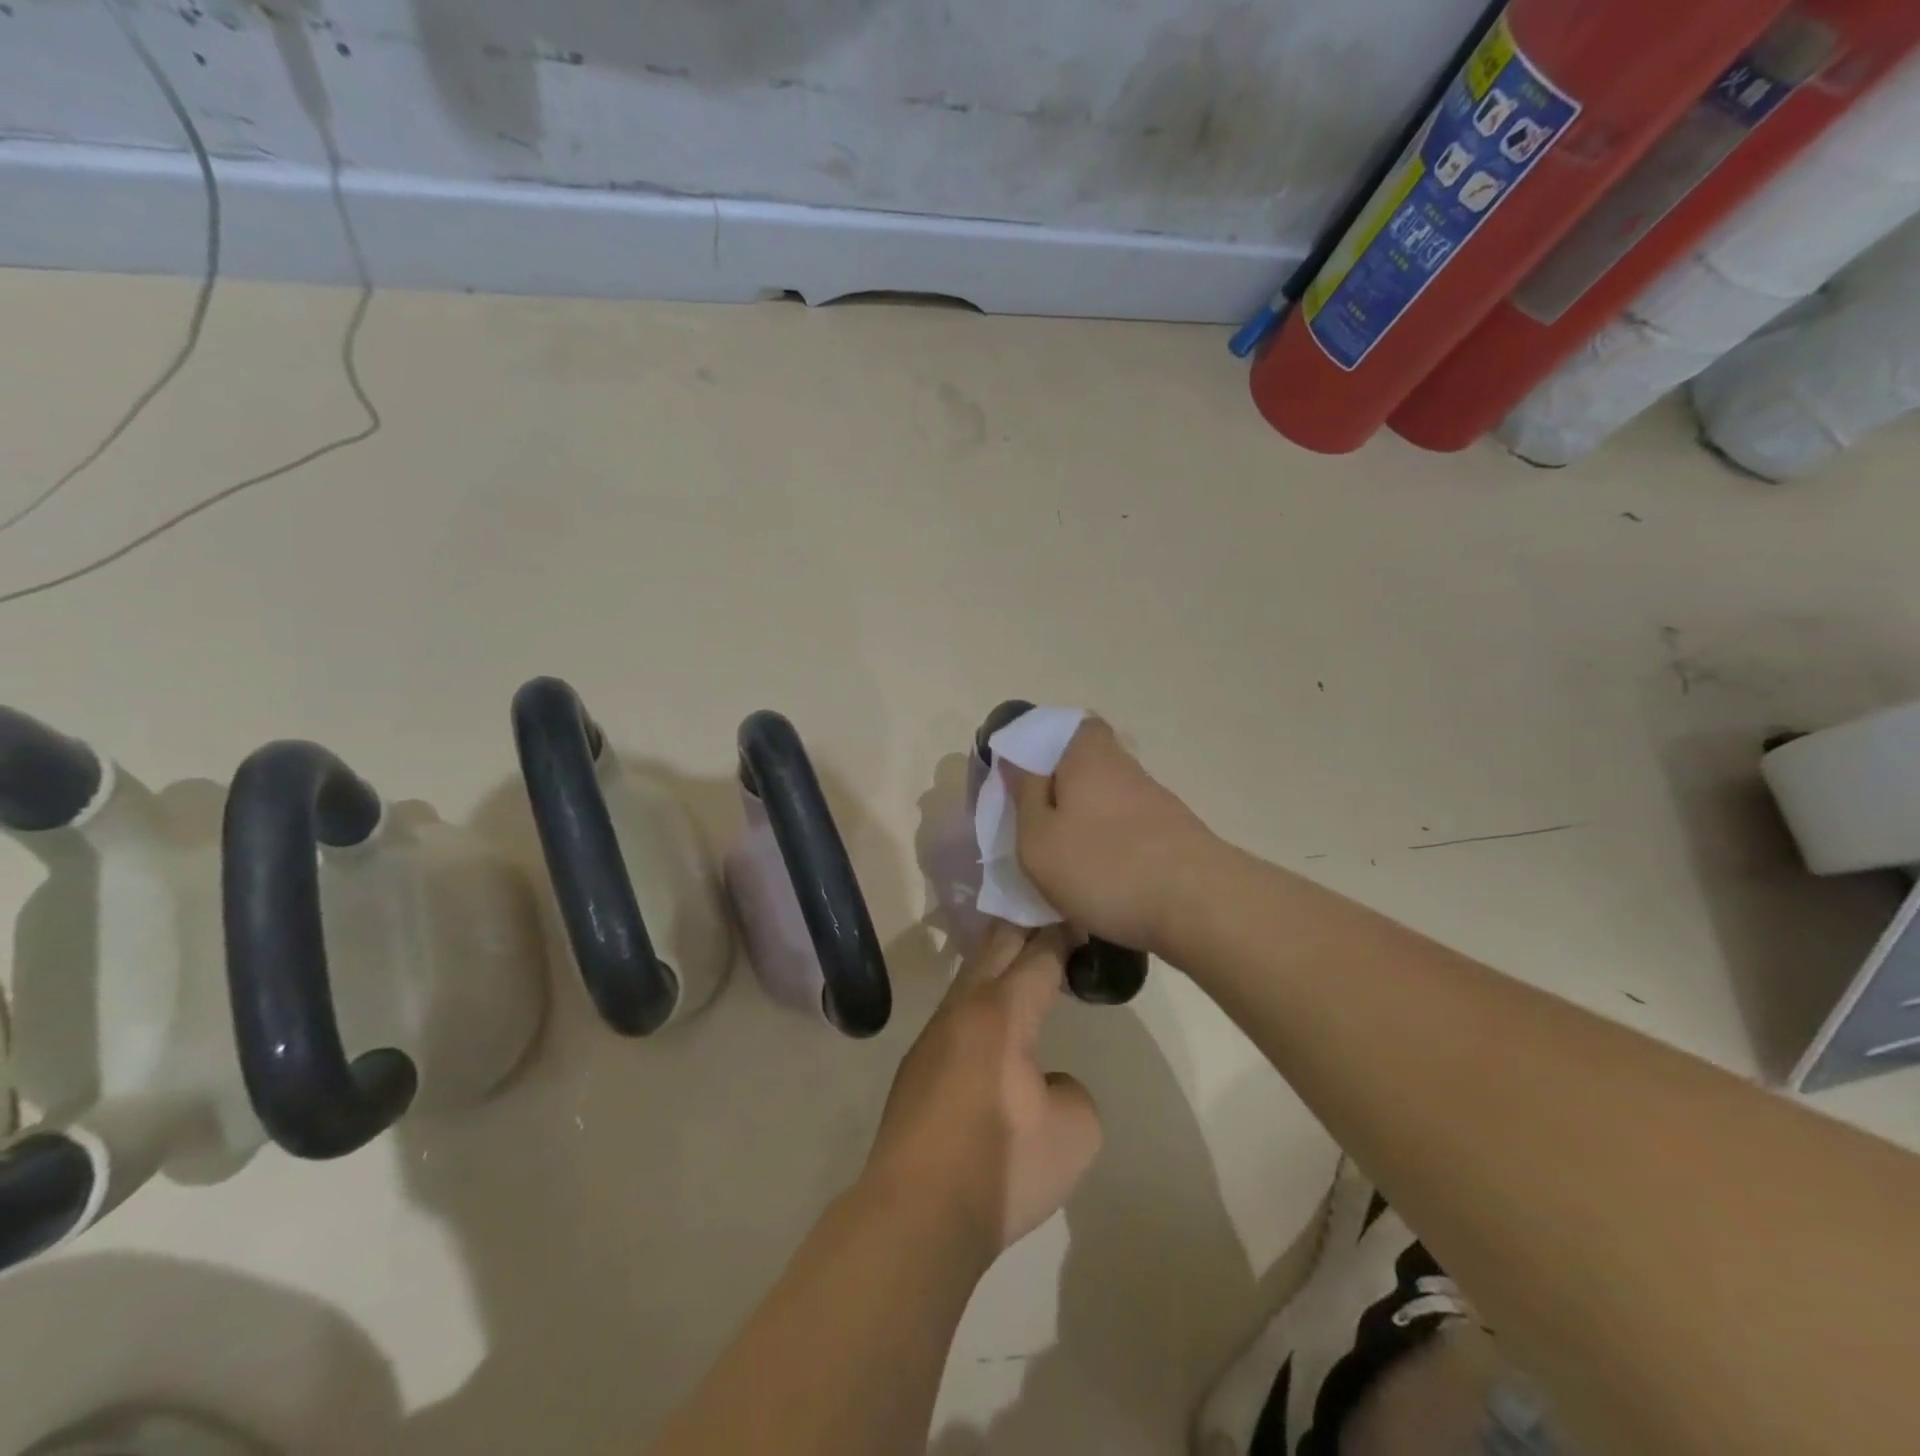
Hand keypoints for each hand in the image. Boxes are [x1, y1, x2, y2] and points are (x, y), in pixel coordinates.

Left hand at [863, 923, 1101, 1259]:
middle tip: (1051, 915)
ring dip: (996, 959)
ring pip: (969, 976)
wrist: (916, 1212)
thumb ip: (1070, 1088)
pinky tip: (989, 1019)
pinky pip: (955, 1011)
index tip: (1078, 918)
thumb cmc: (1002, 1166)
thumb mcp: (1074, 1131)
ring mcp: (933, 1035)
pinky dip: (980, 996)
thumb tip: (1041, 1082)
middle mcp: (964, 1009)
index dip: (1061, 934)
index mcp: (1003, 1013)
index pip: (1038, 955)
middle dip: (1025, 926)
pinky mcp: (916, 1064)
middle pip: (995, 947)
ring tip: (1021, 955)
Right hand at [1004, 717, 1219, 956]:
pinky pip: (1129, 828)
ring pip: (1108, 798)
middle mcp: (1126, 768)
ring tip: (1064, 861)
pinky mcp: (1174, 836)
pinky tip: (1101, 880)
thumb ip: (1024, 794)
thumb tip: (1015, 759)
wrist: (1201, 908)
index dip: (1046, 742)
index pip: (1072, 725)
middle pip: (1088, 763)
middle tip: (1036, 823)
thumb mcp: (1039, 838)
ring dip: (1086, 820)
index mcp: (1088, 756)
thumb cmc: (1105, 867)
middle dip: (1062, 787)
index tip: (1024, 773)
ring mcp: (1156, 802)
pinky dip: (1111, 845)